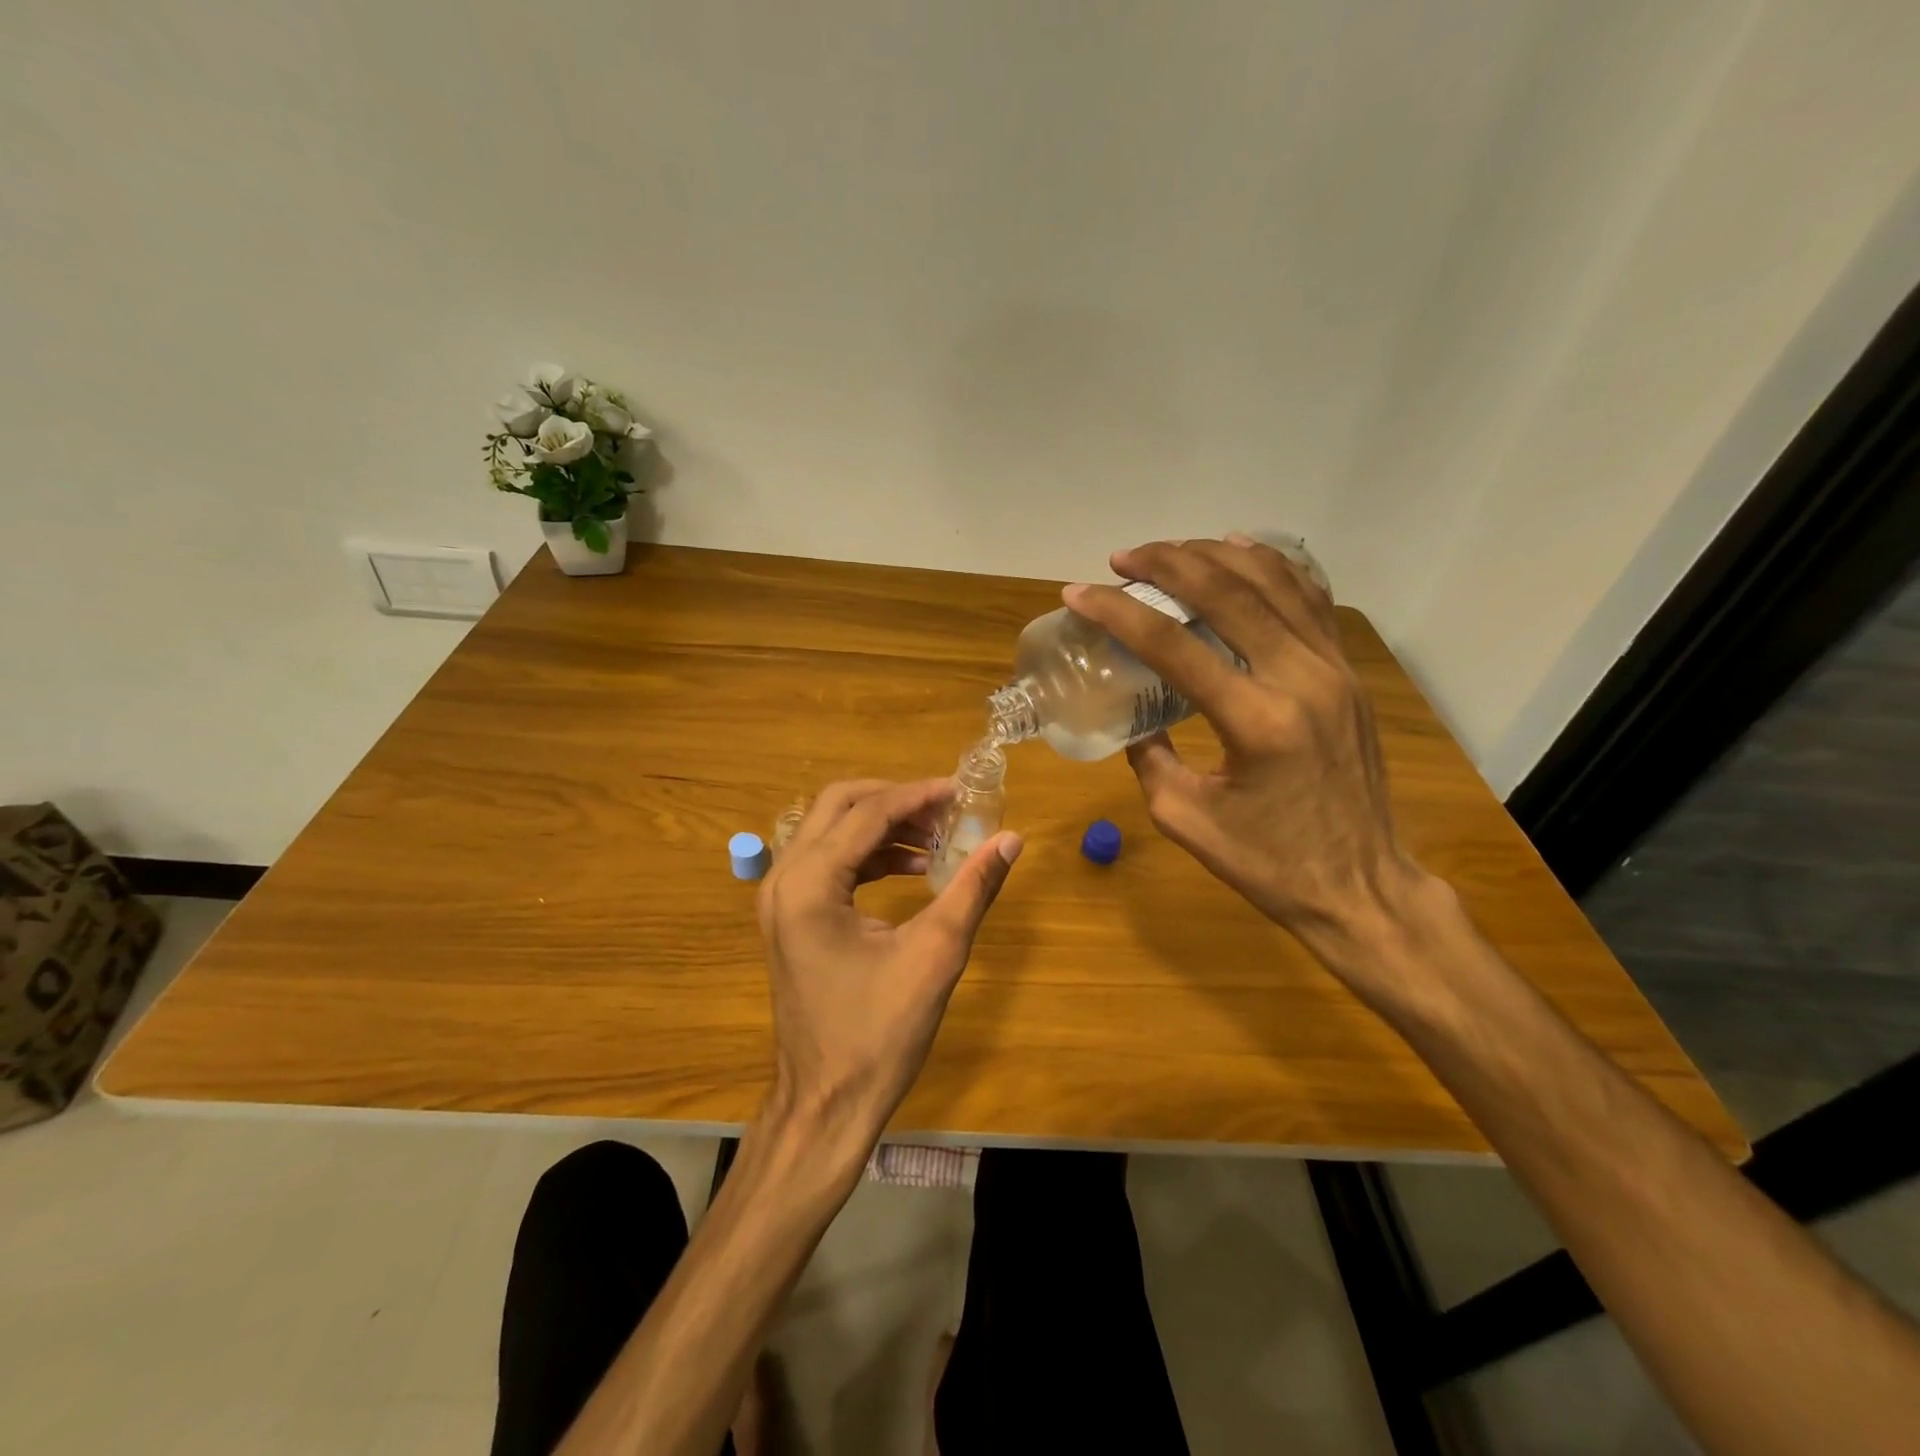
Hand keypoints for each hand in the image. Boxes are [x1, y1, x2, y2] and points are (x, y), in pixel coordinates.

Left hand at [756, 778, 1022, 1153]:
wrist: (826, 1104)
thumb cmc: (879, 1034)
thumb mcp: (935, 955)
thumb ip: (972, 889)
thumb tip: (1011, 840)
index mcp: (810, 885)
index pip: (868, 814)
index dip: (919, 796)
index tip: (962, 791)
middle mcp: (784, 880)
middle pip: (839, 805)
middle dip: (895, 800)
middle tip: (945, 810)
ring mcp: (781, 899)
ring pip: (832, 831)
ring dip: (884, 827)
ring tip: (938, 840)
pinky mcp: (790, 918)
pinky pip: (830, 862)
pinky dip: (871, 855)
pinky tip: (914, 870)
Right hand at [1063, 536, 1423, 957]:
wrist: (1360, 886)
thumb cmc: (1268, 864)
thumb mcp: (1185, 818)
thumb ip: (1151, 756)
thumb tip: (1137, 715)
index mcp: (1255, 721)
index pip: (1173, 646)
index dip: (1118, 613)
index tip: (1079, 592)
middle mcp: (1301, 679)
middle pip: (1227, 593)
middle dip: (1166, 564)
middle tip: (1121, 558)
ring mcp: (1334, 669)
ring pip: (1273, 582)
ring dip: (1214, 556)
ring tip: (1169, 551)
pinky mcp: (1348, 672)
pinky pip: (1309, 599)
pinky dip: (1270, 567)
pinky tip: (1238, 553)